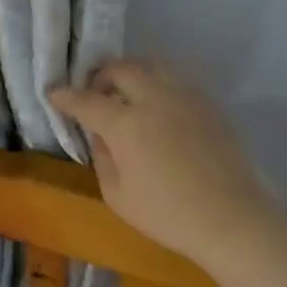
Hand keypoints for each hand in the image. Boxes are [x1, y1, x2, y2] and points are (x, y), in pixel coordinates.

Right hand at [49, 60, 281, 268]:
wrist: (232, 219)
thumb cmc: (168, 214)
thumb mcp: (118, 195)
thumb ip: (102, 158)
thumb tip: (100, 136)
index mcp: (126, 124)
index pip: (86, 100)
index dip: (66, 96)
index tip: (54, 94)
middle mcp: (154, 99)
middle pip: (121, 69)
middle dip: (100, 76)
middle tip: (94, 93)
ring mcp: (184, 98)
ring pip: (151, 67)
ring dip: (131, 75)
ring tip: (125, 95)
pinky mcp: (207, 105)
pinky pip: (174, 82)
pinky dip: (157, 87)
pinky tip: (157, 110)